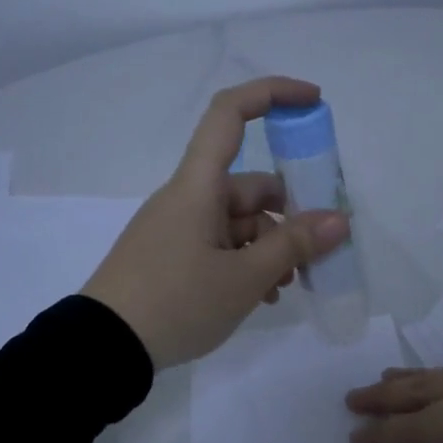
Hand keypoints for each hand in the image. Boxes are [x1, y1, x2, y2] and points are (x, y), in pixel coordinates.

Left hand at [81, 76, 349, 369]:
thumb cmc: (176, 302)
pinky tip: (262, 296)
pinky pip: (220, 245)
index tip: (313, 102)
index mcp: (198, 186)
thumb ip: (294, 246)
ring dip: (270, 248)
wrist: (104, 348)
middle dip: (289, 216)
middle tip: (316, 253)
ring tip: (286, 288)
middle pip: (250, 186)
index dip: (272, 94)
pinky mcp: (171, 256)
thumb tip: (338, 220)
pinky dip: (246, 263)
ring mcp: (177, 228)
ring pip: (239, 222)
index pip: (230, 113)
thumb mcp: (244, 279)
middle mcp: (187, 198)